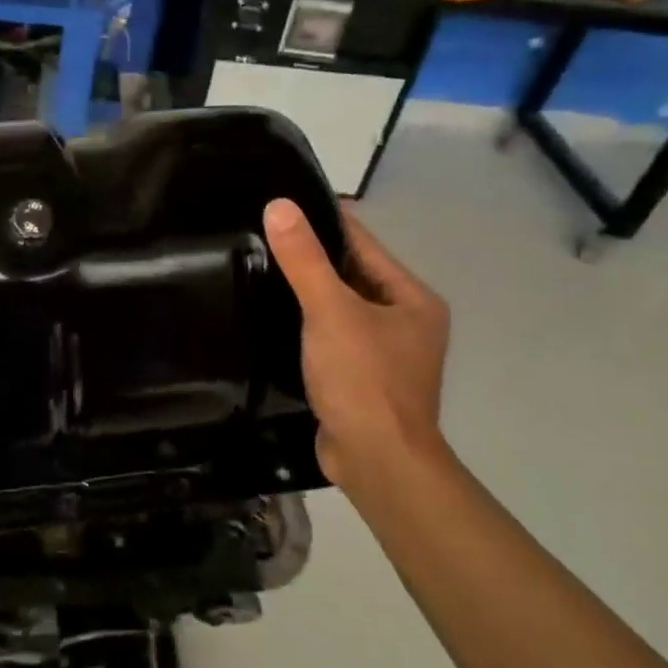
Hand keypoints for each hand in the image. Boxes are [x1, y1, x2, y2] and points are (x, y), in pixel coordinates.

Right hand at [262, 198, 451, 490]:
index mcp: (411, 298)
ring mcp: (383, 352)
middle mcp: (403, 320)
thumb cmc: (363, 379)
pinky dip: (304, 325)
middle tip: (259, 235)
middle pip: (350, 274)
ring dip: (304, 292)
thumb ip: (304, 259)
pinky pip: (328, 336)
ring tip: (256, 268)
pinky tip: (270, 316)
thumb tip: (279, 205)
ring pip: (337, 307)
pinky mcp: (359, 377)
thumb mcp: (331, 311)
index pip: (363, 243)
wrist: (376, 462)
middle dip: (310, 257)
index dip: (324, 221)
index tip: (281, 204)